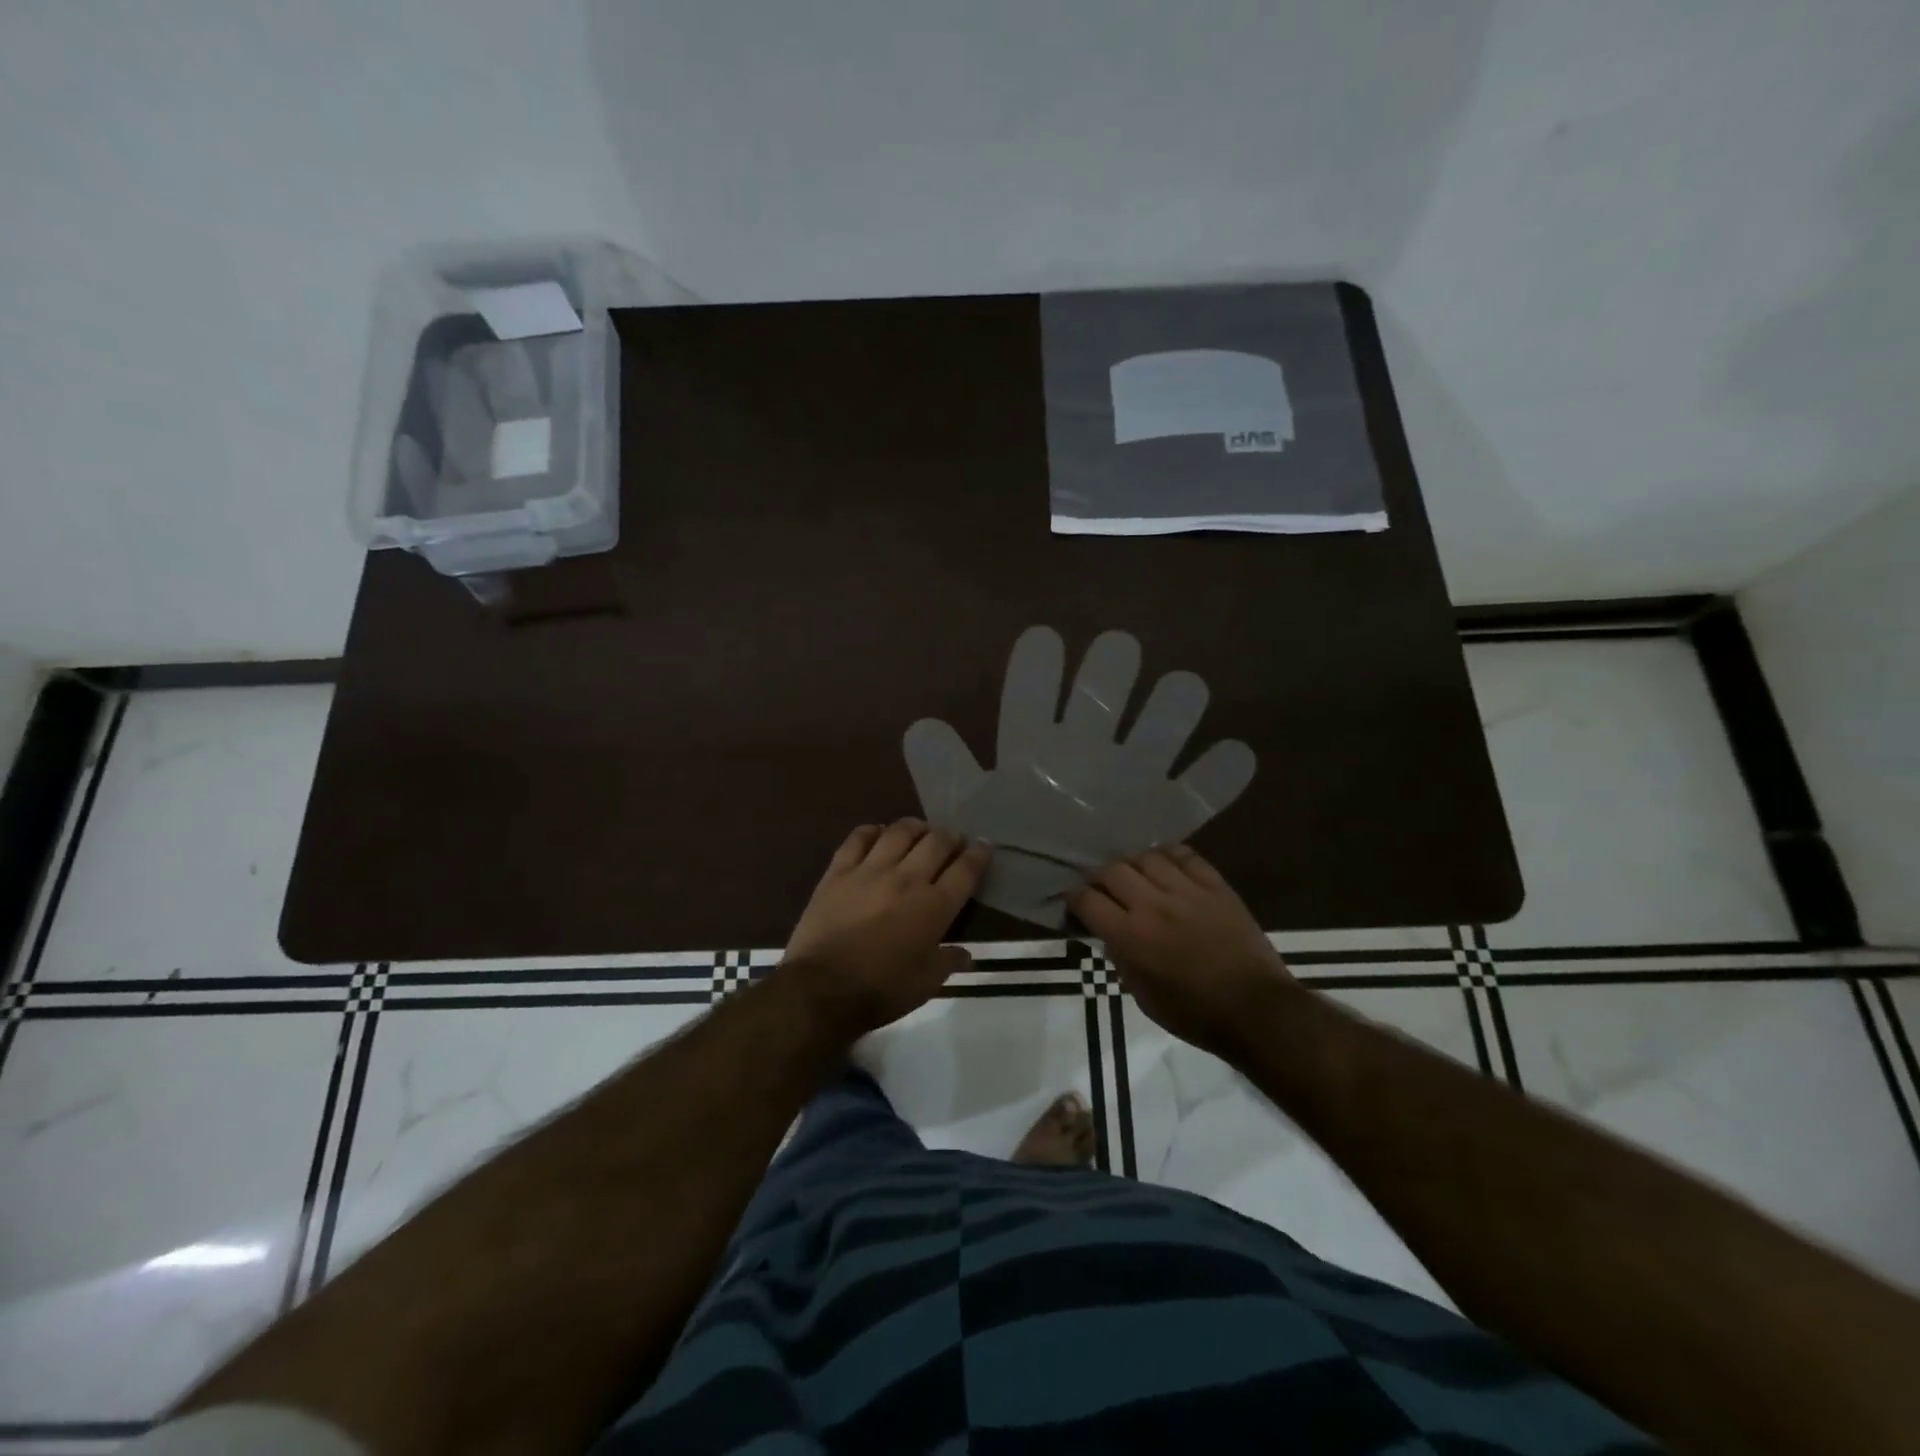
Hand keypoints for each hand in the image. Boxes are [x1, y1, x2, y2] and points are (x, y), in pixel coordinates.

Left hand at [783, 819, 991, 1037]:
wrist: (821, 990)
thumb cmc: (881, 991)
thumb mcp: (926, 984)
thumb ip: (949, 962)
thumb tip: (967, 954)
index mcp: (935, 906)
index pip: (966, 869)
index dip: (979, 853)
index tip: (984, 846)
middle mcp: (907, 879)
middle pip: (937, 841)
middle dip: (951, 836)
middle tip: (953, 840)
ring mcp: (871, 870)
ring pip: (900, 831)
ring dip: (916, 827)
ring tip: (920, 832)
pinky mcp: (839, 871)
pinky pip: (858, 838)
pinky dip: (873, 831)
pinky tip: (878, 835)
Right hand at [1068, 845, 1291, 1055]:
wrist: (1256, 1010)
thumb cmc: (1195, 1014)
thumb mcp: (1143, 997)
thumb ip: (1121, 960)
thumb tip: (1110, 936)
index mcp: (1130, 937)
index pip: (1087, 900)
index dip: (1073, 898)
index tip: (1074, 902)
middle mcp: (1153, 905)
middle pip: (1112, 870)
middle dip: (1099, 877)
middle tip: (1102, 888)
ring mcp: (1186, 891)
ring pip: (1146, 857)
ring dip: (1132, 864)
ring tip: (1134, 875)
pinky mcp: (1215, 886)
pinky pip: (1185, 855)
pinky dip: (1168, 855)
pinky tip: (1164, 864)